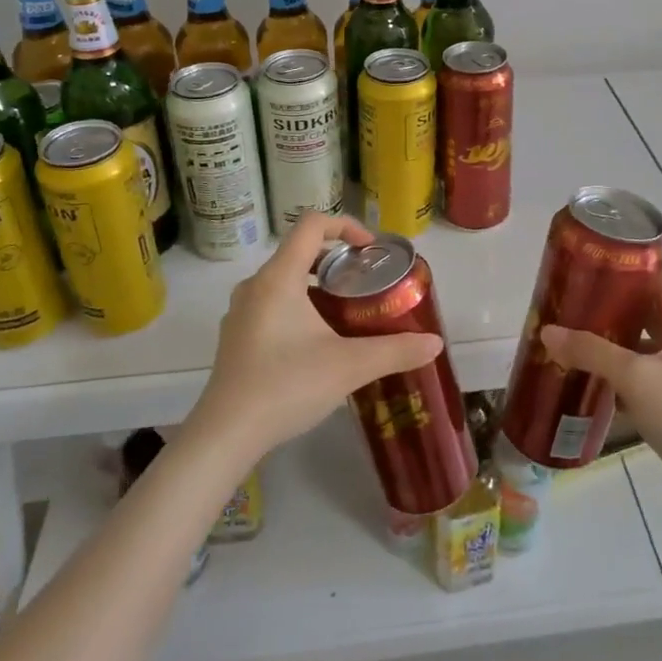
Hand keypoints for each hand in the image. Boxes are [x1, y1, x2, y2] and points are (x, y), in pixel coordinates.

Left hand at [190, 213, 443, 459]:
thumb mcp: (349, 366)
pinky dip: (299, 305)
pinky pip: (272, 303)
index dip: (345, 226)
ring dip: (318, 284)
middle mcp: (255, 285)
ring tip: (346, 312)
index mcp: (279, 278)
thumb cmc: (287, 386)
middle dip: (337, 259)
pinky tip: (317, 342)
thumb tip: (435, 344)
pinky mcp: (236, 336)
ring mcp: (241, 312)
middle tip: (365, 283)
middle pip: (299, 251)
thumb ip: (395, 350)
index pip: (312, 224)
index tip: (370, 251)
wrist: (226, 435)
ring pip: (285, 279)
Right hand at [540, 272, 661, 516]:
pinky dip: (620, 370)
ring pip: (644, 344)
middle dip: (612, 307)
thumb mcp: (634, 377)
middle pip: (648, 311)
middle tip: (574, 305)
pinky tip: (591, 376)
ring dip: (614, 341)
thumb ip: (590, 351)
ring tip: (575, 337)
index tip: (591, 272)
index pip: (659, 280)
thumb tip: (547, 332)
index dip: (627, 272)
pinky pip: (644, 373)